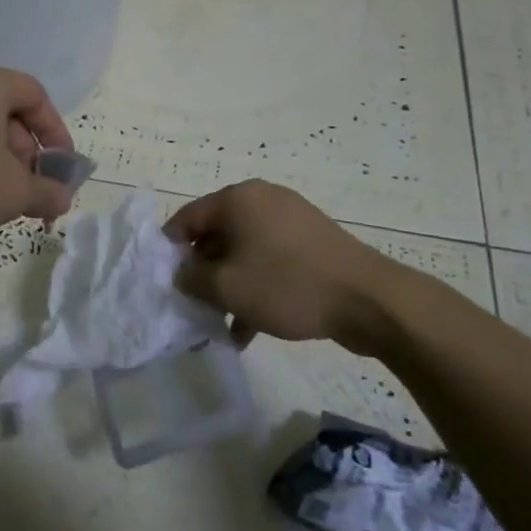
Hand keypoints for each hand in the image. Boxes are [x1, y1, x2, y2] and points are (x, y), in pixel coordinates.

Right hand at [165, 181, 386, 348]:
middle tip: (191, 305)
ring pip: (244, 253)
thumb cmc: (287, 284)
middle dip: (202, 272)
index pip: (188, 218)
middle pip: (216, 235)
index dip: (170, 249)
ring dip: (229, 286)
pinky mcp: (311, 244)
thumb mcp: (226, 287)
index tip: (163, 281)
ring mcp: (291, 221)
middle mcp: (263, 201)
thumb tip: (181, 274)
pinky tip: (248, 330)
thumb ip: (192, 279)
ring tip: (219, 324)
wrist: (368, 299)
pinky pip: (271, 262)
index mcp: (238, 199)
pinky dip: (256, 289)